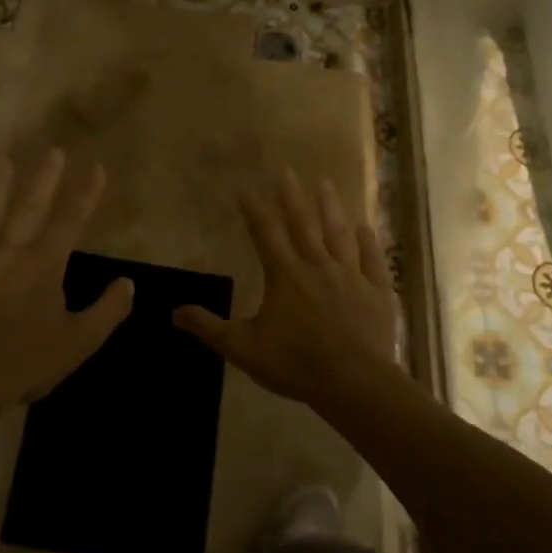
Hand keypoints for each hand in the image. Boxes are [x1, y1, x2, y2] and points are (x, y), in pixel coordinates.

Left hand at [0, 148, 132, 412]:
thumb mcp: (79, 342)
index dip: (86, 193)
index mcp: (45, 263)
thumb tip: (128, 283)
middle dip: (46, 177)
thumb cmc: (25, 359)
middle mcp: (12, 249)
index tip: (97, 169)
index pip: (71, 220)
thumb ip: (107, 310)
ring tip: (3, 159)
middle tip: (54, 151)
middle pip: (31, 205)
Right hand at [174, 169, 400, 406]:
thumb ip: (209, 327)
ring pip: (338, 233)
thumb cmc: (295, 363)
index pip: (265, 233)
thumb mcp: (243, 348)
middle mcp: (317, 265)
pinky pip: (372, 260)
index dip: (253, 209)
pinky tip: (366, 227)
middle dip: (292, 196)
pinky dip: (368, 242)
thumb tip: (174, 312)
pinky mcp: (377, 291)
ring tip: (324, 183)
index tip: (245, 187)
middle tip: (287, 169)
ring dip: (330, 207)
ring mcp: (351, 275)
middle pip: (302, 223)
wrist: (354, 383)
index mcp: (285, 275)